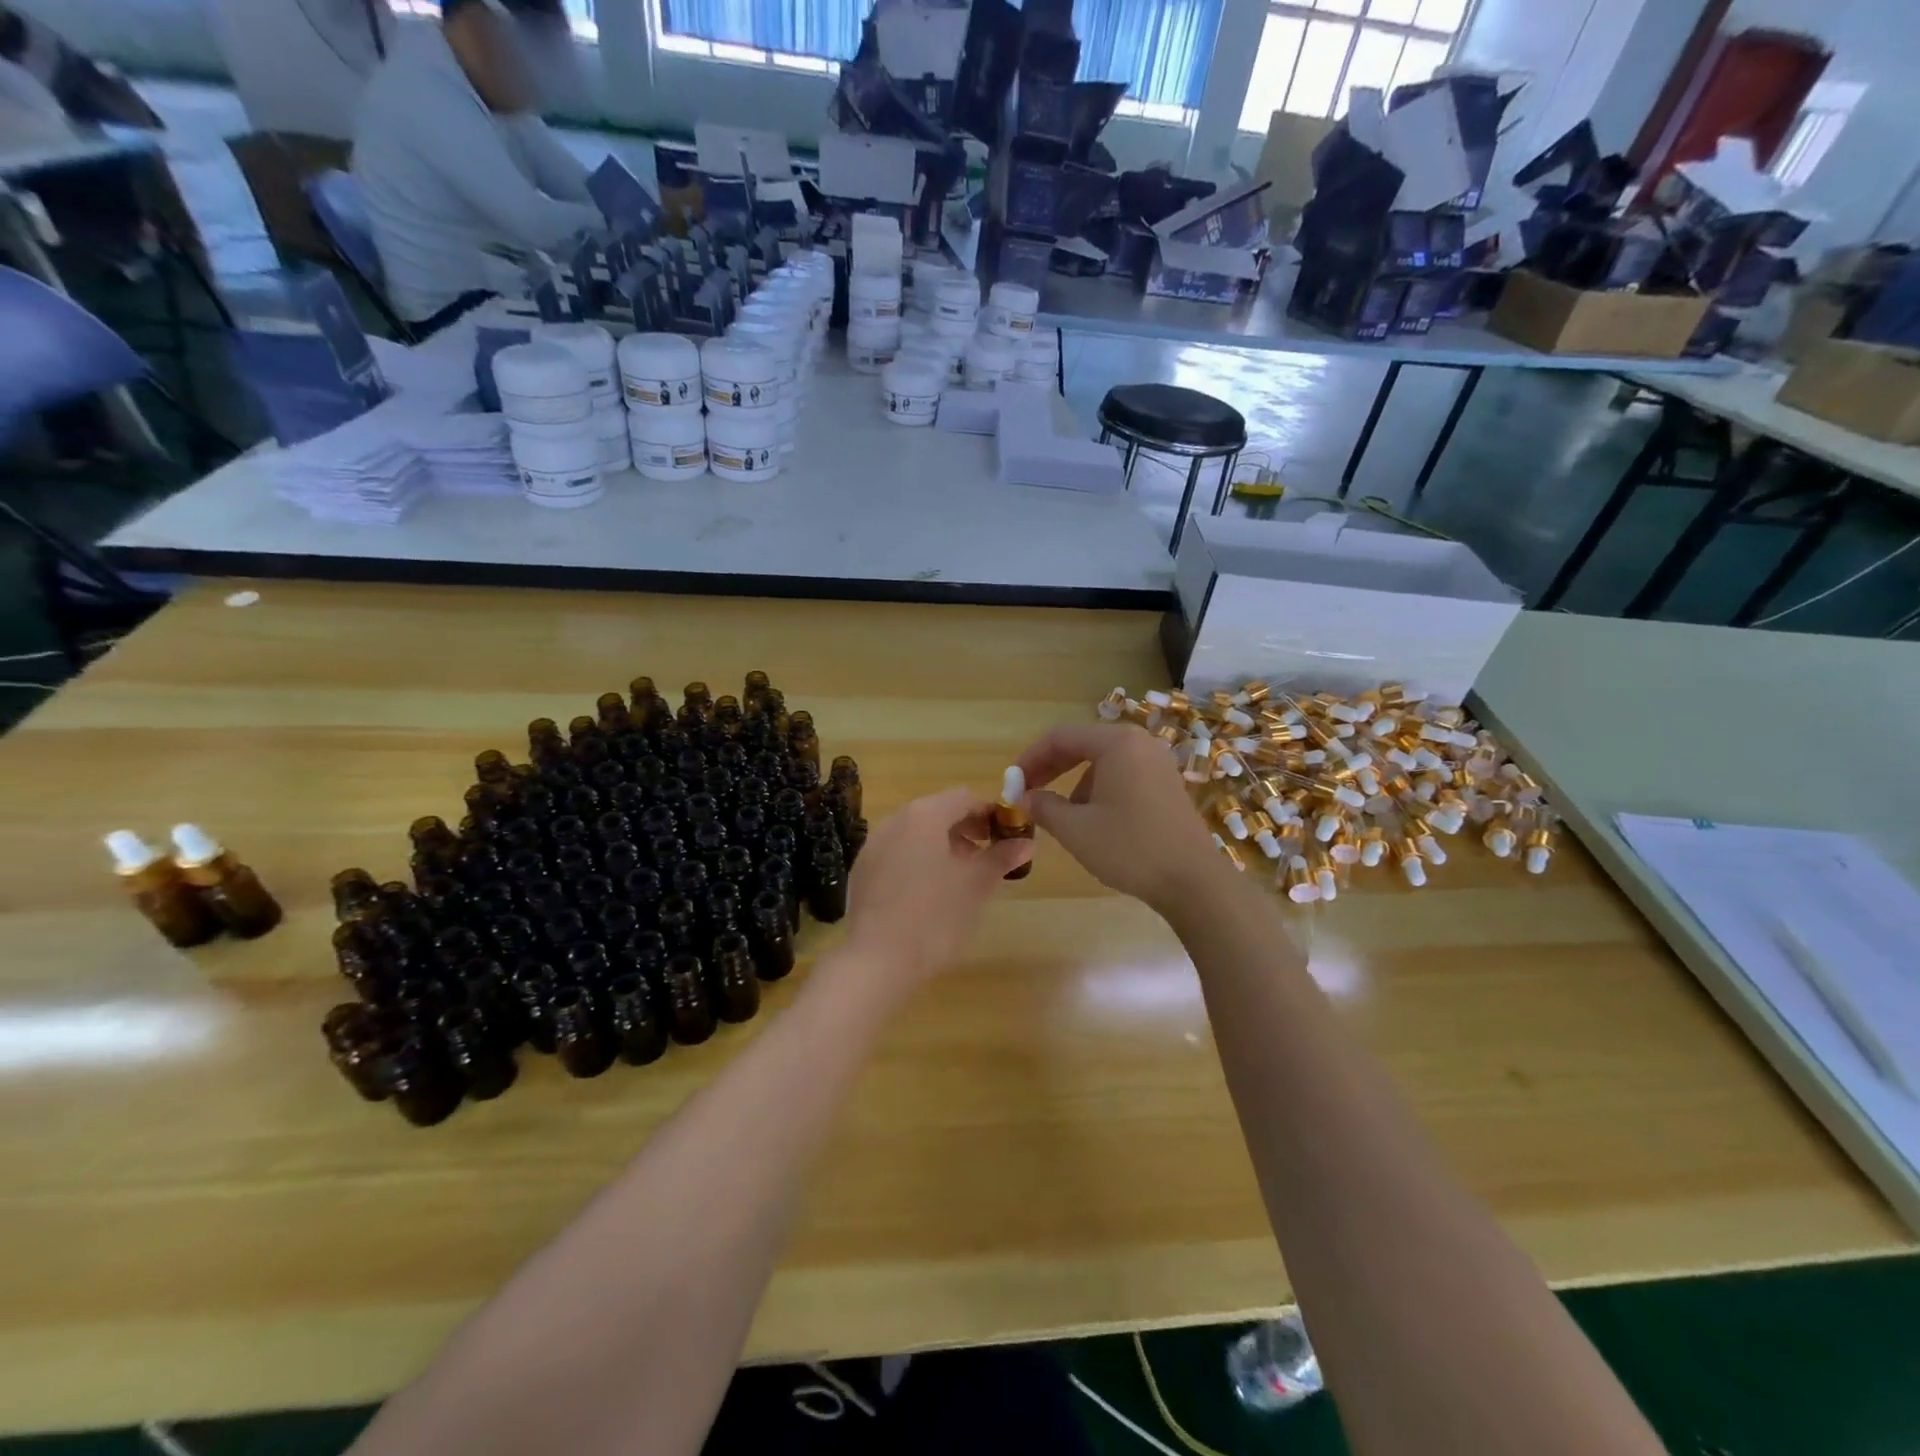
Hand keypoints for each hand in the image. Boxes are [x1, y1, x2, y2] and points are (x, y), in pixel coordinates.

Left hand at [838, 786, 1032, 992]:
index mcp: (924, 815)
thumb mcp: (976, 886)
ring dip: (944, 845)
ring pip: (916, 833)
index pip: (965, 798)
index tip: (1009, 835)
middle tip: (990, 856)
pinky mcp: (863, 870)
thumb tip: (1026, 842)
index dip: (991, 813)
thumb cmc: (936, 917)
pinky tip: (931, 891)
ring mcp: (874, 845)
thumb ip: (1001, 857)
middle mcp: (895, 820)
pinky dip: (919, 859)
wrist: (878, 961)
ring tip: (963, 876)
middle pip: (938, 812)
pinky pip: (898, 852)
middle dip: (967, 829)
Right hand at [1015, 723, 1222, 914]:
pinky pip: (1123, 775)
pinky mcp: (1167, 785)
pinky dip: (1099, 790)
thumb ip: (1044, 807)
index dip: (1030, 759)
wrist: (1192, 881)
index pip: (1060, 738)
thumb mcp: (1075, 829)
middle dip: (1051, 769)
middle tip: (1027, 793)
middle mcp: (1140, 743)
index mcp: (1117, 743)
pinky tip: (1094, 822)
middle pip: (1083, 745)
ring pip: (1102, 763)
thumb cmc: (1129, 847)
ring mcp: (1158, 763)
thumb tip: (1025, 798)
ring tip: (1061, 817)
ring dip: (1074, 783)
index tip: (1012, 783)